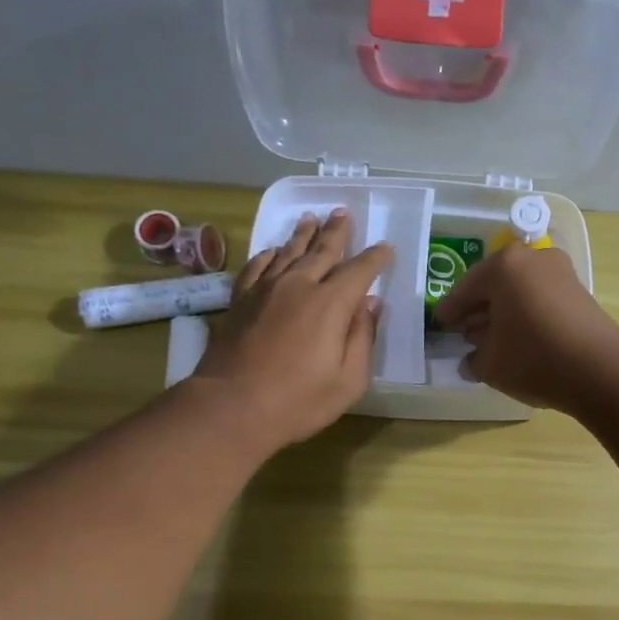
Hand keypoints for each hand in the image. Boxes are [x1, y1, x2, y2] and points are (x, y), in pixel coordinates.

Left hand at [192, 210, 391, 447]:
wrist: (232, 406)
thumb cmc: (299, 401)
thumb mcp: (348, 380)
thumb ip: (362, 337)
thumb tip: (370, 304)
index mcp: (331, 304)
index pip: (360, 271)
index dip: (376, 258)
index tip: (386, 248)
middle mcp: (299, 285)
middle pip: (322, 250)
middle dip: (337, 232)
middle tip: (343, 213)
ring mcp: (265, 290)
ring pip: (288, 251)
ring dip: (303, 234)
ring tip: (311, 218)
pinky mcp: (240, 300)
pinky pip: (257, 265)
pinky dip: (269, 254)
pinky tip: (273, 251)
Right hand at [431, 244, 618, 413]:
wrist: (600, 369)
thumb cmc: (534, 359)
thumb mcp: (490, 364)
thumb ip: (473, 359)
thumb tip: (471, 359)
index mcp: (503, 266)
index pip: (465, 289)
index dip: (450, 311)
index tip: (440, 324)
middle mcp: (532, 259)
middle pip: (494, 284)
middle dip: (478, 309)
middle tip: (464, 332)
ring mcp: (560, 272)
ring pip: (519, 290)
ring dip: (502, 312)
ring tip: (490, 339)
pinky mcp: (578, 291)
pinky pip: (539, 298)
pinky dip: (525, 314)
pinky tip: (519, 338)